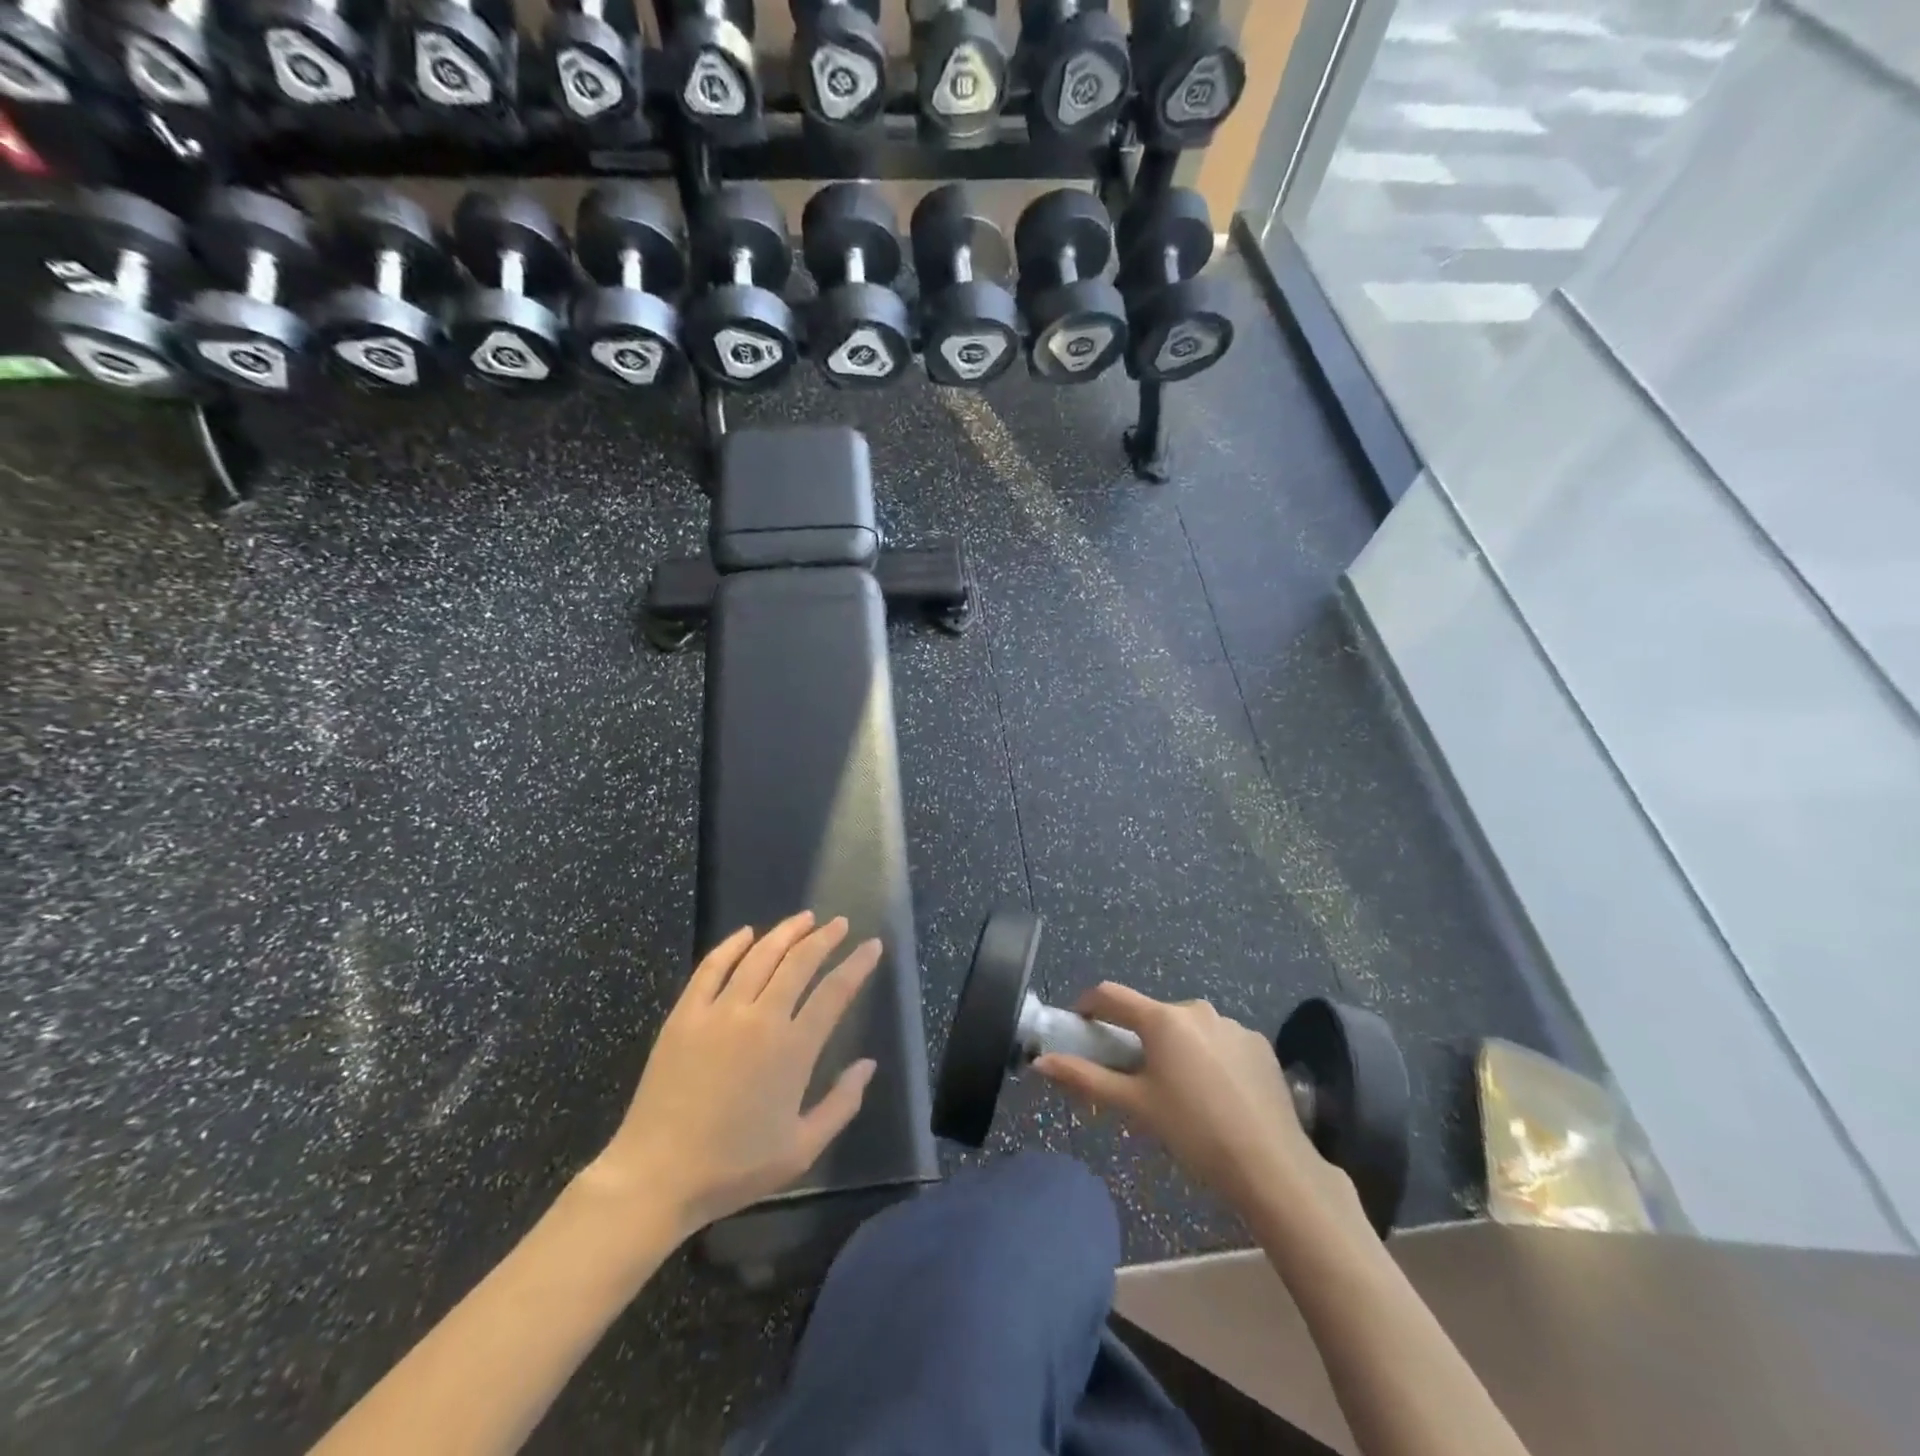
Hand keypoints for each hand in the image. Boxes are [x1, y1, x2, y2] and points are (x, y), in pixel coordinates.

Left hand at [585, 912, 880, 1240]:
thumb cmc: (734, 1167)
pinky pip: (711, 968)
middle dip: (824, 938)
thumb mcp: (801, 1149)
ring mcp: (719, 1012)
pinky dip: (731, 945)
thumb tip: (868, 1065)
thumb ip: (841, 1104)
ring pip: (759, 956)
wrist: (656, 1176)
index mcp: (793, 1049)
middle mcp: (760, 1018)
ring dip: (785, 932)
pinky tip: (746, 933)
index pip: (834, 992)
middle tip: (839, 923)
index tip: (873, 945)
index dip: (857, 965)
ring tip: (804, 918)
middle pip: (799, 962)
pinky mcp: (685, 1015)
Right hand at [1034, 984, 1365, 1232]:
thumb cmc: (1193, 1132)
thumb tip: (1040, 1063)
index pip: (1111, 995)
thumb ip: (1085, 1079)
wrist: (1272, 1166)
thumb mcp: (1135, 1106)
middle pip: (1151, 1014)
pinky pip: (1220, 1041)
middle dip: (1136, 1036)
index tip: (1079, 1026)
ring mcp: (1232, 1024)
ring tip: (1179, 1091)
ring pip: (1187, 1028)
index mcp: (1162, 1019)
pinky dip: (1208, 1057)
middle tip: (1133, 1075)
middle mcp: (1196, 1009)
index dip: (1088, 1005)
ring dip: (1174, 1047)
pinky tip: (1216, 1094)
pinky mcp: (1259, 1044)